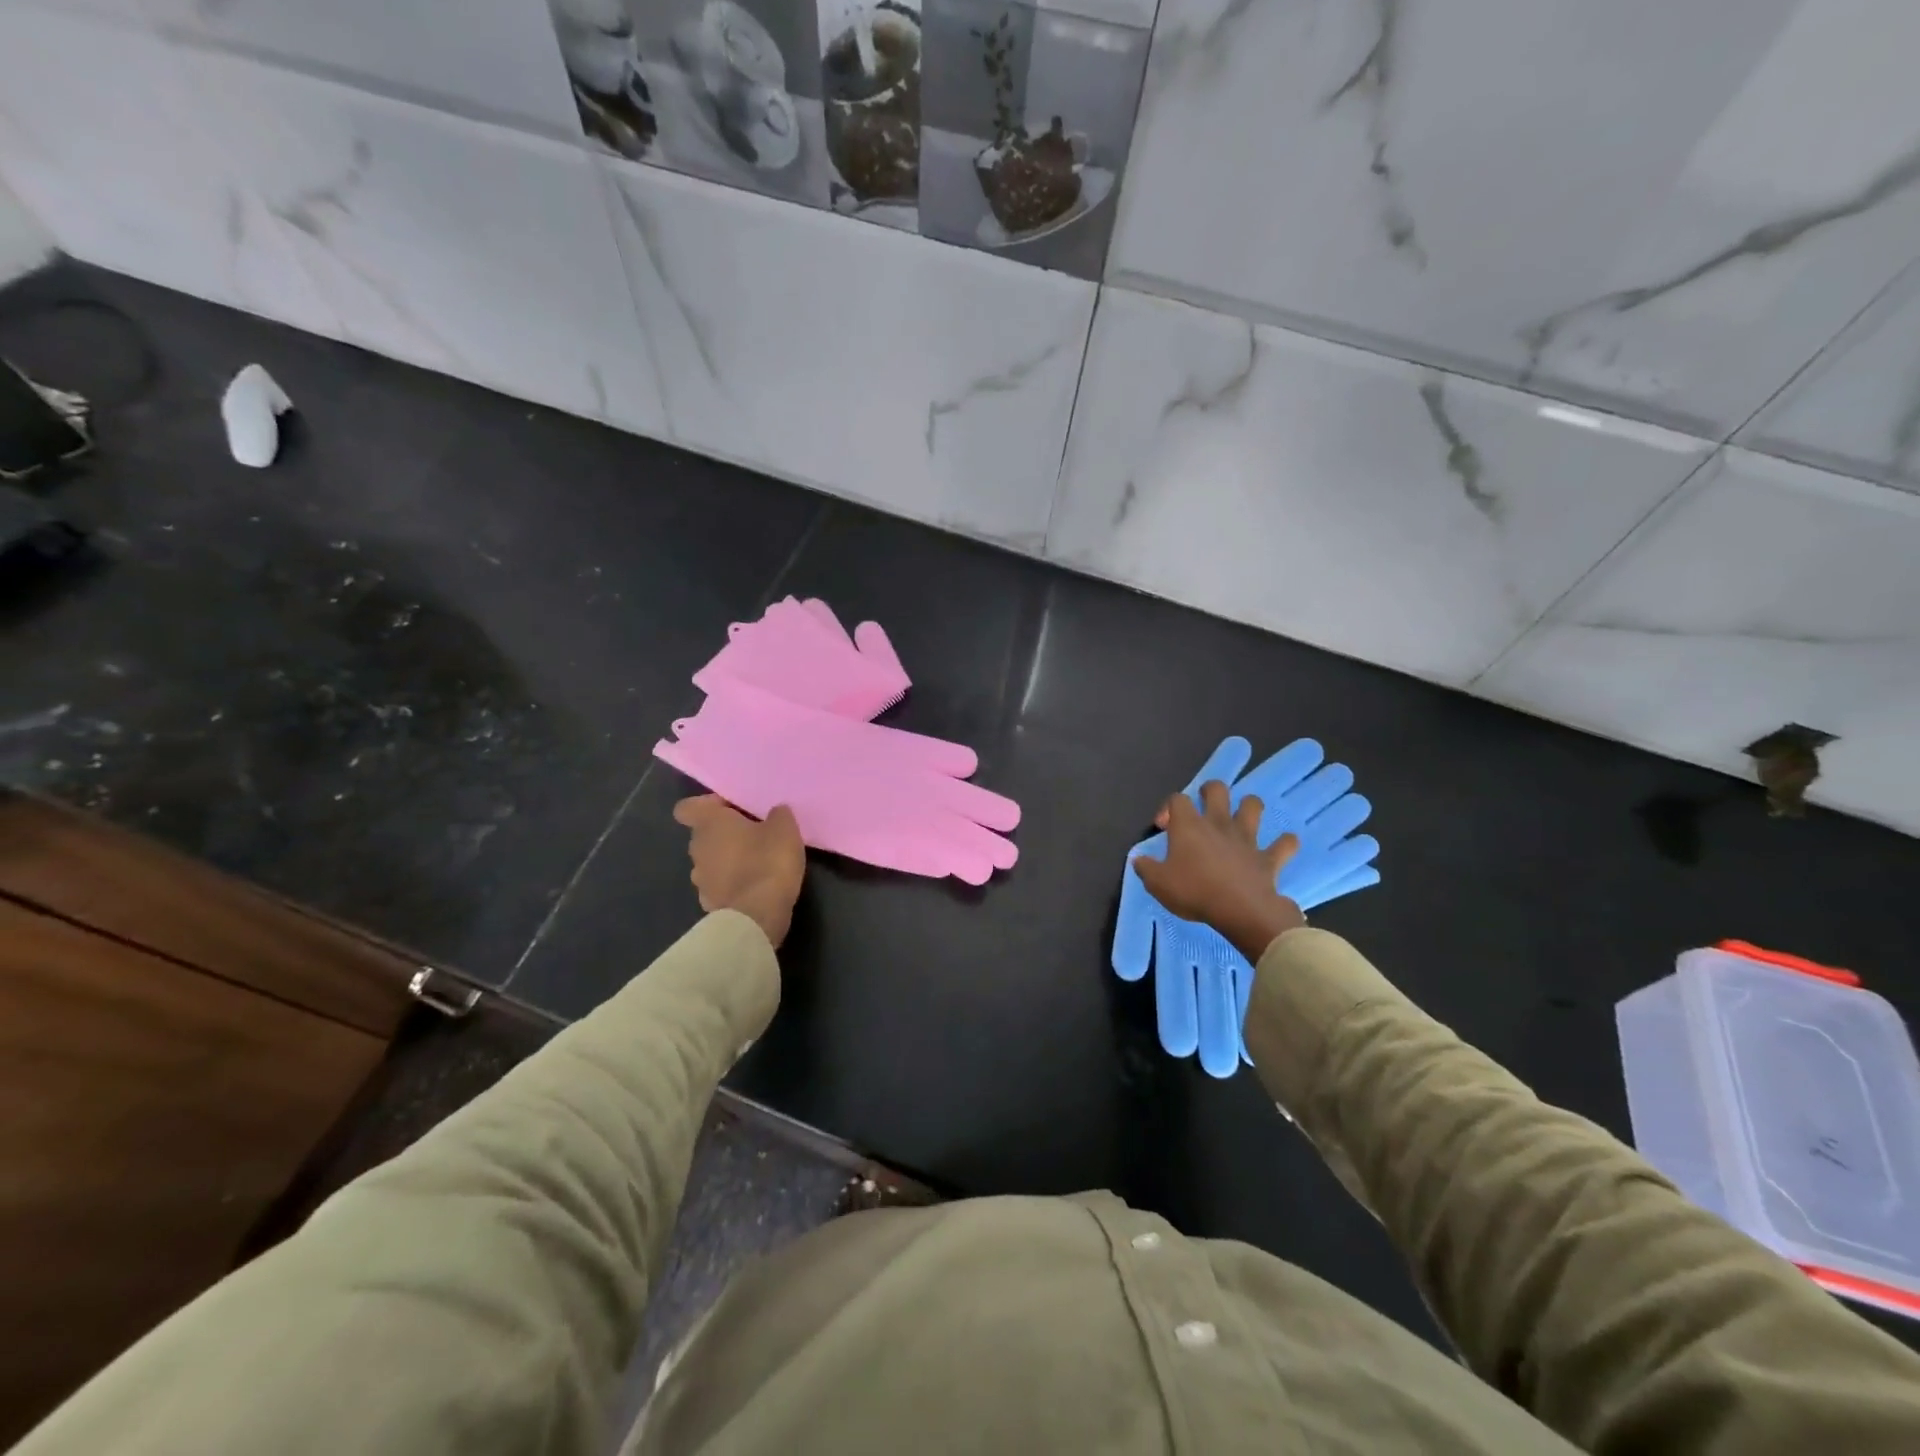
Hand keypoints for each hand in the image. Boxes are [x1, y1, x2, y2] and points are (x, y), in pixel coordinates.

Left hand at [673, 795, 804, 948]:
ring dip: (728, 860)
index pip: (687, 807)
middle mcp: (697, 849)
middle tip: (755, 835)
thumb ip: (777, 814)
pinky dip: (732, 884)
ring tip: (757, 863)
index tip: (731, 809)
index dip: (707, 805)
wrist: (756, 916)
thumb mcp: (785, 828)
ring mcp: (700, 880)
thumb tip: (774, 812)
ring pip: (711, 861)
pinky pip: (719, 885)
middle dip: (725, 834)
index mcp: (709, 824)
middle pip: (704, 835)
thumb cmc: (767, 861)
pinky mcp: (709, 904)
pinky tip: (754, 887)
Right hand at [1134, 781, 1305, 964]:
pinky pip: (1284, 844)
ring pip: (1253, 806)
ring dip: (1249, 808)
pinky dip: (1284, 843)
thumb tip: (1139, 860)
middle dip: (1210, 791)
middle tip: (1204, 807)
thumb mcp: (1157, 884)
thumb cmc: (1194, 892)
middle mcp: (1218, 824)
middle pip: (1217, 789)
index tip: (1164, 828)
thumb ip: (1146, 868)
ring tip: (1242, 818)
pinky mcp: (1269, 858)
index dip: (1168, 808)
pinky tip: (1281, 847)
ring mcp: (1247, 839)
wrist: (1240, 911)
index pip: (1177, 799)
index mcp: (1189, 826)